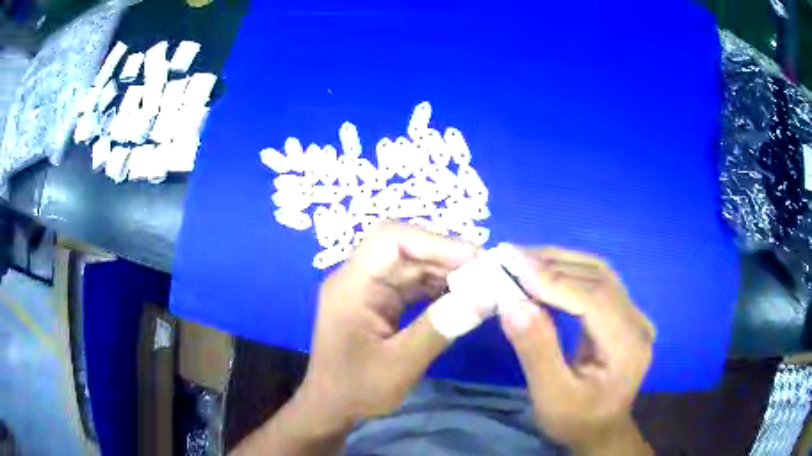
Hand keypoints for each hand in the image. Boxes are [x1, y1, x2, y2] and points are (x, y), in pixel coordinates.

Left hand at [298, 222, 478, 429]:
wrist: (331, 407)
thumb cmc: (356, 389)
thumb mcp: (400, 364)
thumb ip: (440, 328)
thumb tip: (485, 296)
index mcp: (351, 285)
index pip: (391, 239)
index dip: (435, 242)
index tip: (475, 259)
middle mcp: (358, 278)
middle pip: (405, 249)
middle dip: (447, 257)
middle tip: (487, 273)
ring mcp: (369, 289)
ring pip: (412, 265)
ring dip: (447, 272)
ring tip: (481, 285)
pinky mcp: (379, 302)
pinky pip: (412, 284)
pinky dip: (438, 288)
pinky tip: (463, 298)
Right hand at [499, 247, 654, 454]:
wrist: (601, 430)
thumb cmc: (576, 420)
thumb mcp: (551, 397)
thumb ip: (536, 351)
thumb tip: (512, 303)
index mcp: (628, 346)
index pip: (595, 299)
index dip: (554, 280)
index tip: (514, 265)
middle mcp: (637, 322)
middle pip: (598, 278)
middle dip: (553, 263)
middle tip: (510, 255)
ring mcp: (633, 315)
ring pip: (598, 273)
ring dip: (559, 262)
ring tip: (521, 258)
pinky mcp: (623, 313)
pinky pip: (595, 282)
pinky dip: (566, 272)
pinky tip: (543, 273)